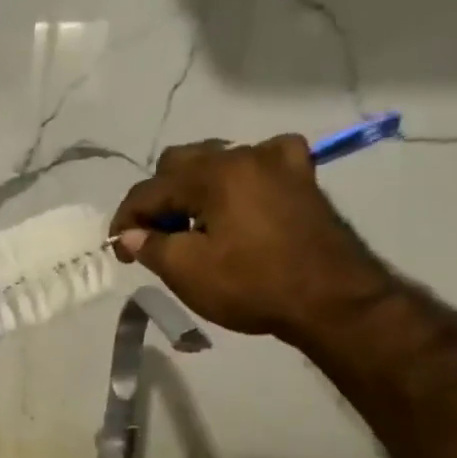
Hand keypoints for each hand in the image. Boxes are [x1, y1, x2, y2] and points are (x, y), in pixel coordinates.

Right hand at [110, 137, 395, 341]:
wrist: (335, 302)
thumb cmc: (254, 285)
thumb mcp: (187, 272)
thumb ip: (150, 246)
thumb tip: (132, 234)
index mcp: (211, 175)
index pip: (148, 191)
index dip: (126, 222)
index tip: (121, 253)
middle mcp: (242, 155)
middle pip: (179, 164)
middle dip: (158, 201)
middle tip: (155, 238)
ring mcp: (278, 162)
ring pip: (217, 161)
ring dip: (194, 189)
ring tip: (193, 225)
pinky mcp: (302, 178)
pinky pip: (263, 160)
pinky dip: (242, 176)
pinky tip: (242, 195)